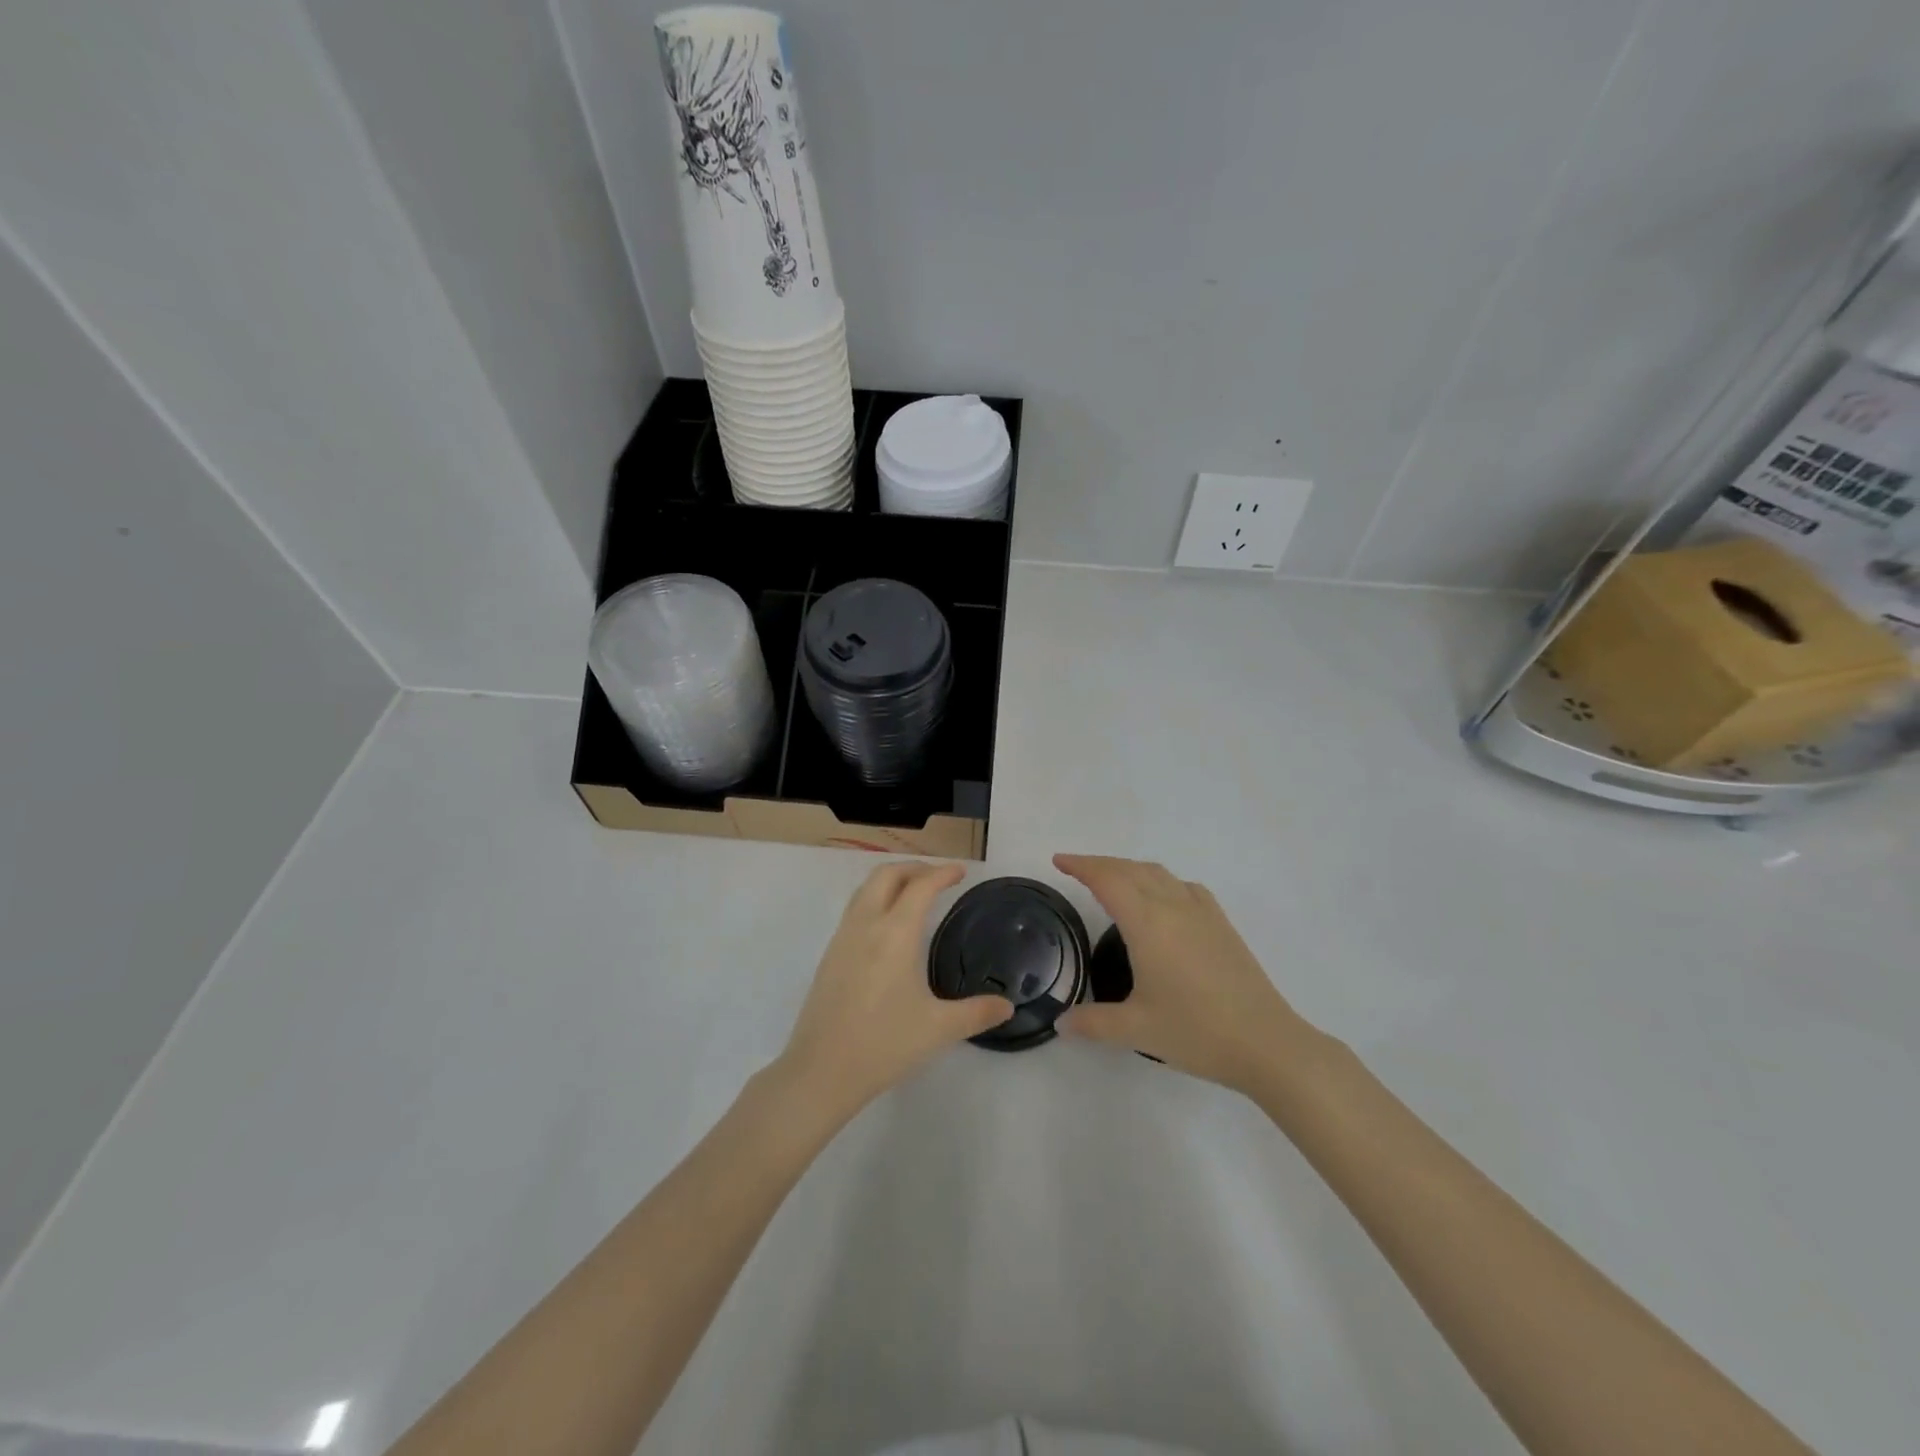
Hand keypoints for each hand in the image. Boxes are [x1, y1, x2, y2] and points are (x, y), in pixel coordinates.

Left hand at [778, 862, 1012, 1120]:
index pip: (920, 886)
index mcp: (895, 933)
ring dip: (890, 881)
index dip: (943, 873)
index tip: (961, 872)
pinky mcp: (829, 957)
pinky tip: (886, 929)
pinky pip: (854, 911)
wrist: (820, 1071)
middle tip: (938, 878)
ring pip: (864, 889)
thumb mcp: (939, 1028)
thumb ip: (977, 1013)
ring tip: (912, 894)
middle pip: (886, 875)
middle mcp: (866, 925)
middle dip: (914, 868)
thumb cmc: (884, 1044)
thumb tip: (1007, 1006)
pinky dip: (874, 900)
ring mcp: (842, 939)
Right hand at [1054, 854, 1307, 1094]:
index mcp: (1148, 924)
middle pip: (1131, 869)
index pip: (1108, 880)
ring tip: (1113, 881)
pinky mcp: (1222, 925)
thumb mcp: (1136, 1031)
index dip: (1081, 866)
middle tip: (1076, 870)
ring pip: (1159, 874)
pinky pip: (1184, 886)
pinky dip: (1161, 881)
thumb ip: (1093, 1023)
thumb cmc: (1197, 1032)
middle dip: (1101, 864)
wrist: (1267, 1043)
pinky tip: (1163, 900)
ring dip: (1130, 869)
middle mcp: (1174, 907)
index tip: (1059, 861)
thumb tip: (1061, 1023)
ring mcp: (1202, 913)